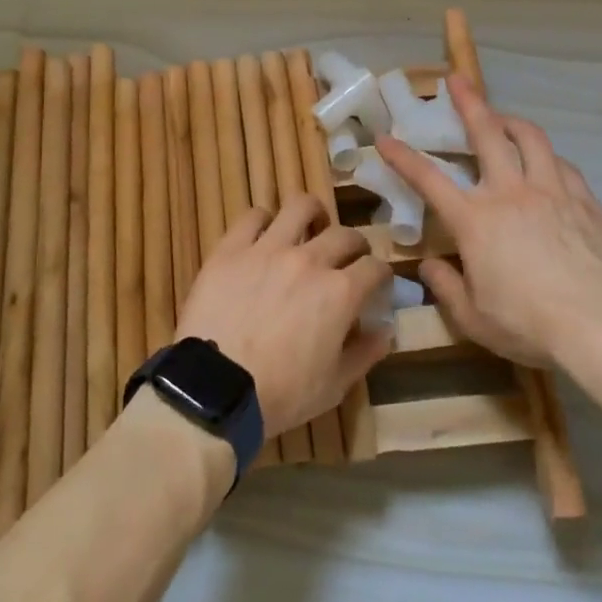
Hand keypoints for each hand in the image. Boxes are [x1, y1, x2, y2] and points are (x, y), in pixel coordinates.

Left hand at [175, 196, 392, 435]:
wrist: (215, 389)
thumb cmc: (280, 395)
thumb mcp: (333, 387)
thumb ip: (364, 354)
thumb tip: (386, 331)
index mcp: (340, 293)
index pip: (374, 267)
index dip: (380, 275)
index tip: (376, 284)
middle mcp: (309, 260)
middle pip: (344, 234)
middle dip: (354, 245)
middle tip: (347, 258)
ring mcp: (268, 248)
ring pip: (300, 207)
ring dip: (312, 214)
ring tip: (310, 226)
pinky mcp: (232, 248)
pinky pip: (252, 216)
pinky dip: (264, 220)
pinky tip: (264, 234)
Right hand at [377, 77, 601, 367]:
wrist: (601, 326)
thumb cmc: (529, 324)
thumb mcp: (474, 318)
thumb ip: (446, 287)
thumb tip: (429, 266)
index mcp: (475, 220)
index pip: (428, 179)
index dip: (402, 157)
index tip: (385, 138)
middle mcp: (510, 192)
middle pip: (486, 134)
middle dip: (468, 102)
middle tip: (457, 79)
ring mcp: (550, 191)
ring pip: (530, 138)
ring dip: (511, 120)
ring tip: (502, 117)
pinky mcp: (584, 200)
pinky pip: (562, 164)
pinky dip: (547, 155)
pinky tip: (546, 162)